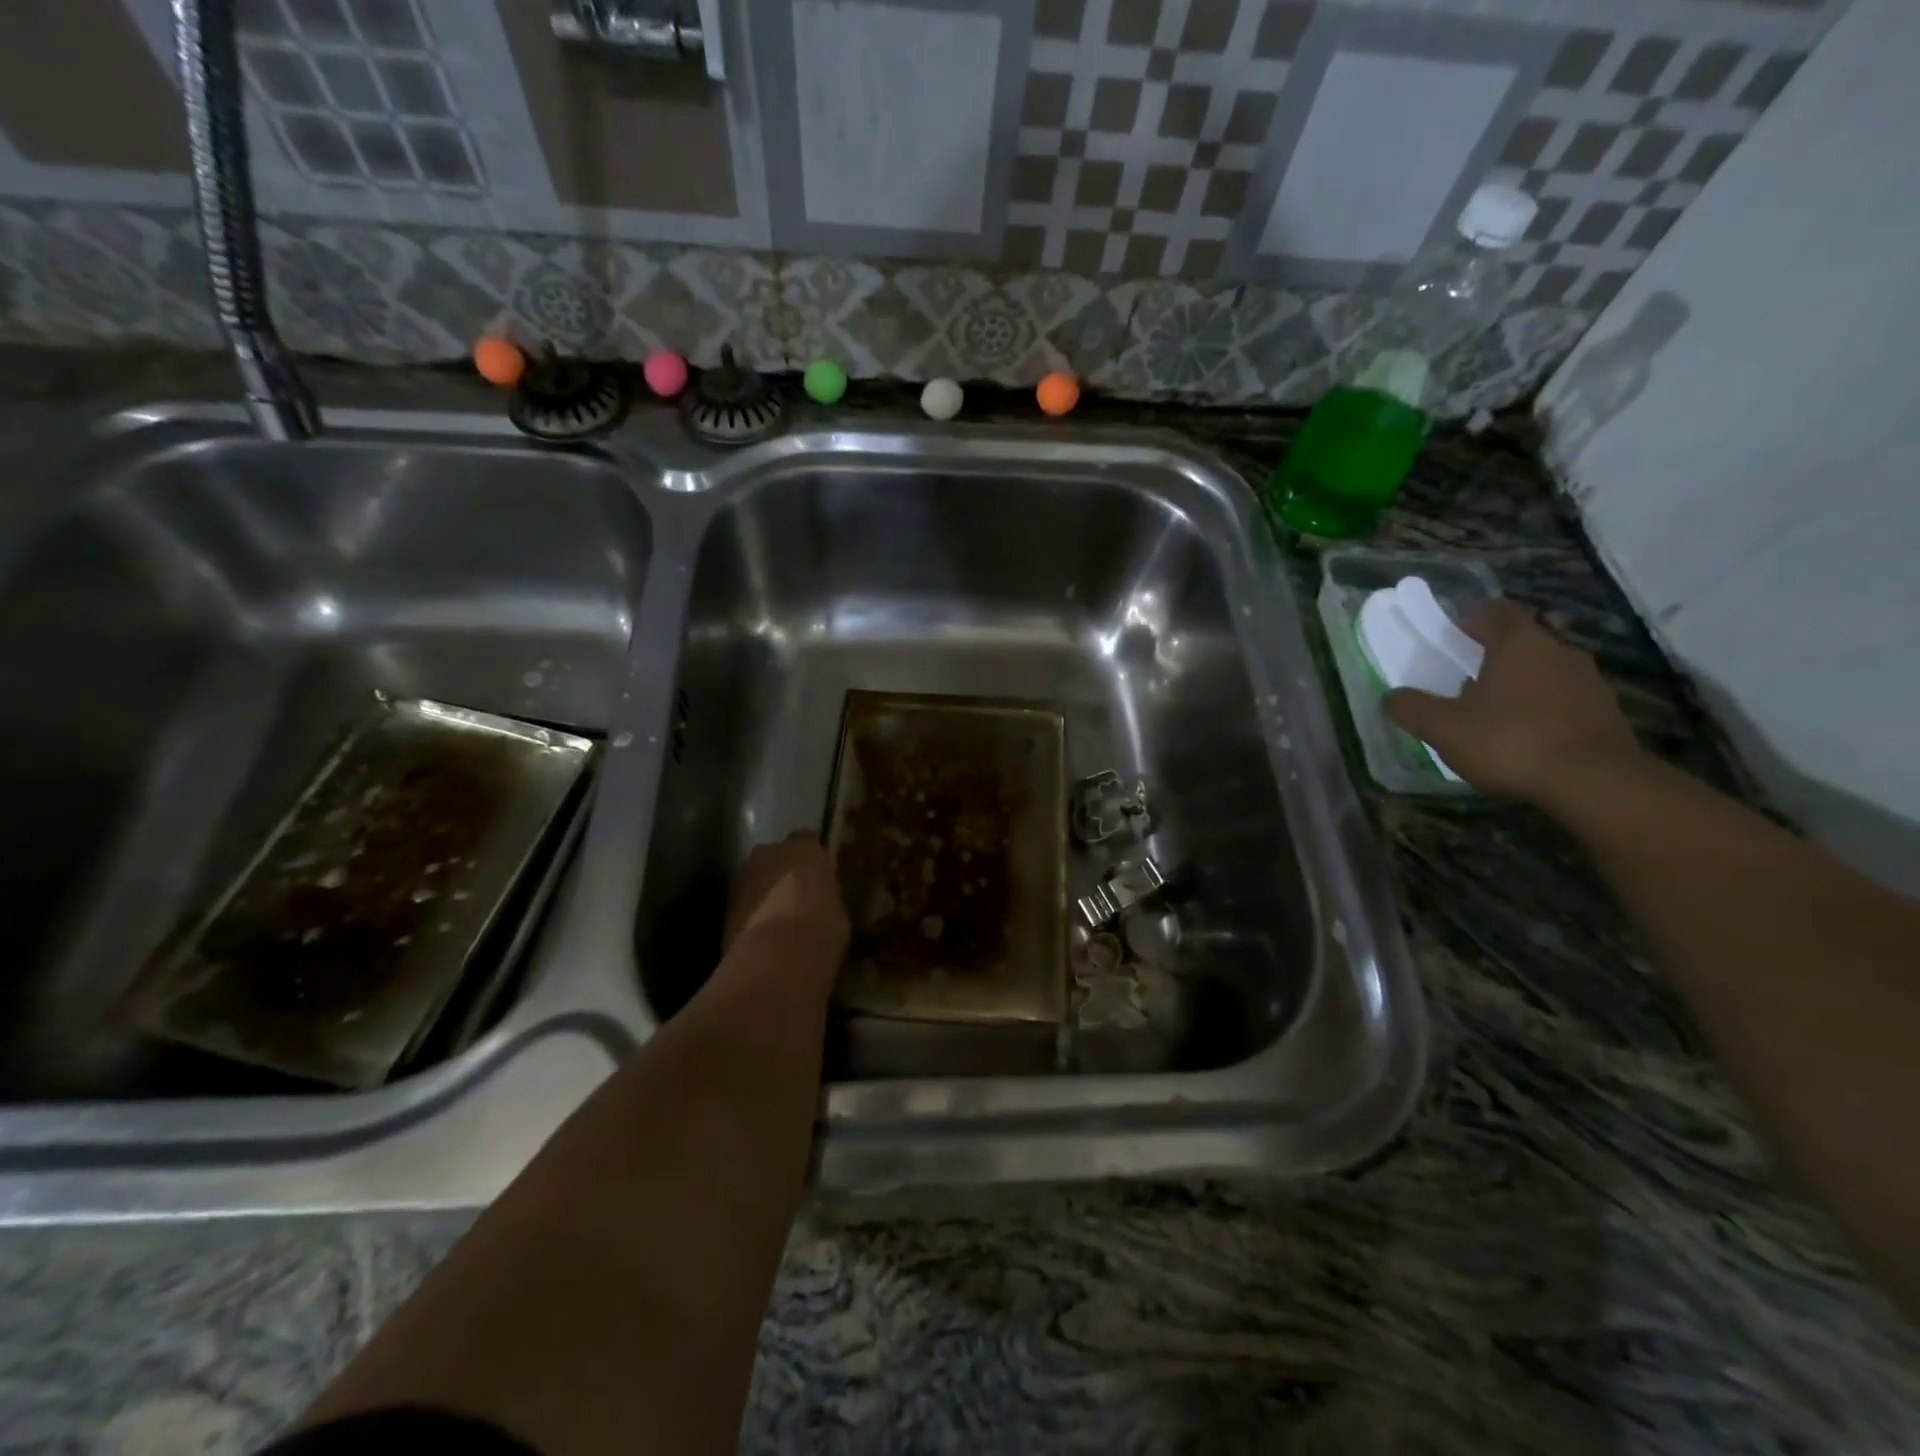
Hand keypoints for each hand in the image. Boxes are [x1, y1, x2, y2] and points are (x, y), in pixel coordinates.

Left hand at [723, 832, 850, 964]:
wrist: (776, 957)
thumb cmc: (821, 927)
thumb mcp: (836, 910)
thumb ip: (823, 896)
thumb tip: (819, 904)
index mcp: (804, 848)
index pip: (807, 841)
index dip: (810, 859)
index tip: (816, 876)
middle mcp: (769, 853)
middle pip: (775, 856)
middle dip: (782, 872)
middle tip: (795, 897)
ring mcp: (742, 878)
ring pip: (755, 880)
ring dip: (763, 894)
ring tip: (777, 921)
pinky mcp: (724, 906)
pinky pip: (743, 905)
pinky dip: (749, 915)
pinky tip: (762, 937)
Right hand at [1384, 600, 1642, 802]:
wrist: (1595, 783)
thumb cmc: (1510, 741)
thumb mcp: (1443, 728)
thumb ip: (1412, 708)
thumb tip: (1391, 697)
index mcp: (1519, 643)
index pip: (1497, 611)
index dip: (1472, 620)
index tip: (1453, 639)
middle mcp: (1560, 651)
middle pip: (1523, 642)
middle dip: (1493, 657)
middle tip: (1463, 681)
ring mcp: (1589, 681)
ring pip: (1545, 671)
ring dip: (1520, 685)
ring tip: (1493, 714)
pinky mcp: (1606, 712)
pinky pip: (1565, 699)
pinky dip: (1543, 709)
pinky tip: (1525, 738)